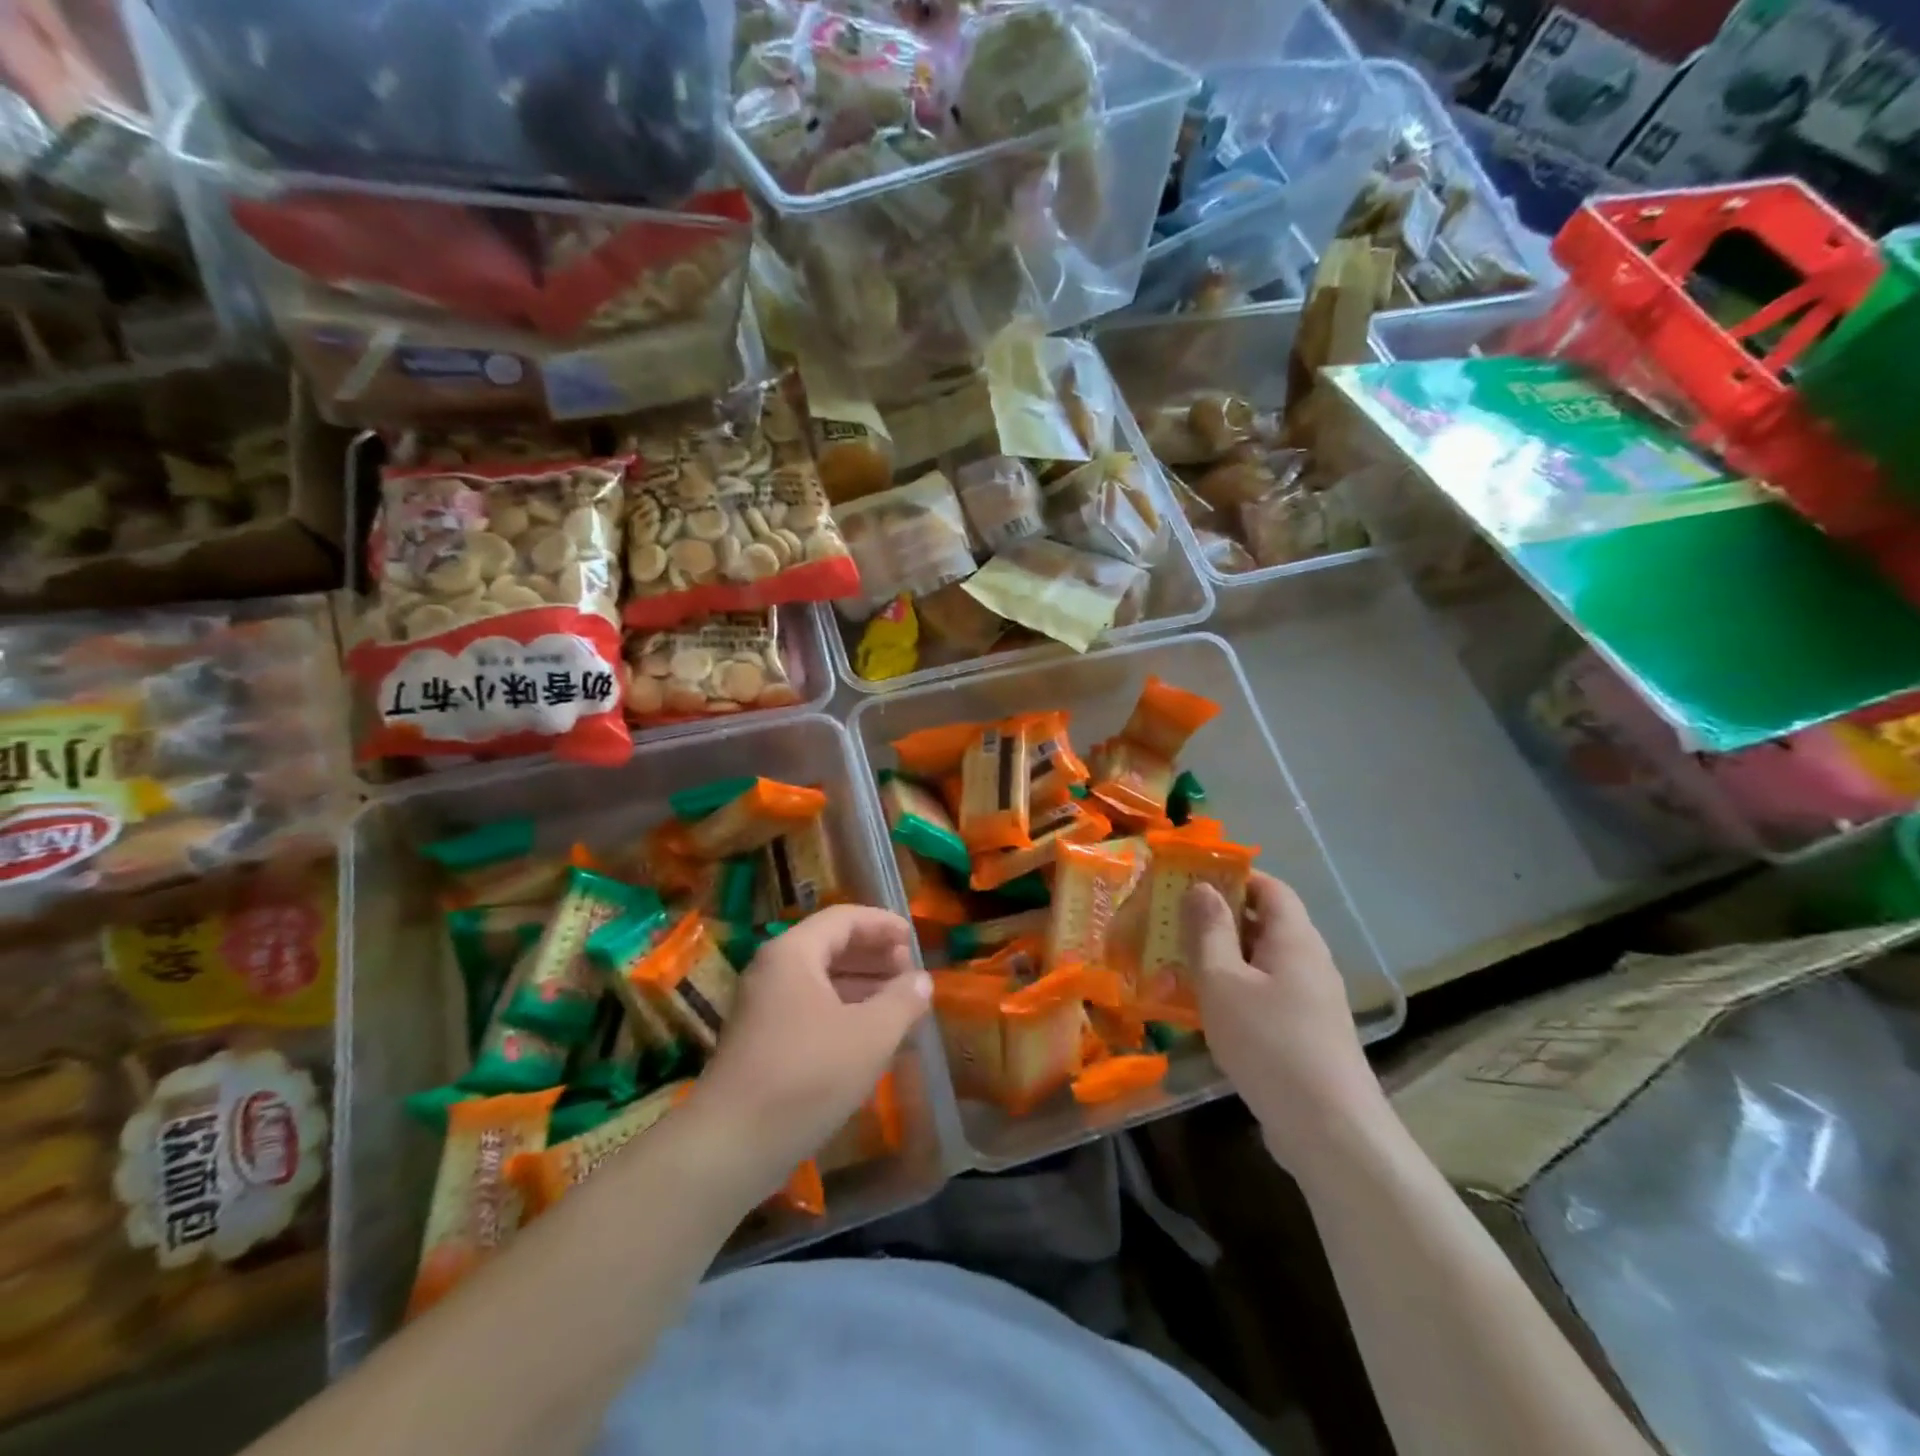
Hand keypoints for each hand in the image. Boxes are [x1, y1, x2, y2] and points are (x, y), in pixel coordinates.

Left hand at [695, 906, 929, 1178]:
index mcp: (793, 954)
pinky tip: (868, 1035)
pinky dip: (842, 1011)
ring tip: (898, 1001)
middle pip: (829, 946)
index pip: (843, 919)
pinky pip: (808, 1008)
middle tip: (909, 970)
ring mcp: (761, 1007)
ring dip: (860, 985)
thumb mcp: (869, 1036)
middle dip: (873, 955)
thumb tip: (922, 980)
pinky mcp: (760, 1041)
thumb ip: (902, 1001)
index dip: (882, 924)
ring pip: (819, 980)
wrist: (730, 1146)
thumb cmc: (807, 1076)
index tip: (913, 936)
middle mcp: (772, 970)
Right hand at [1182, 874, 1385, 1173]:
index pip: (1269, 887)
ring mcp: (1310, 999)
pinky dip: (1233, 990)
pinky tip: (1203, 1009)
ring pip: (1260, 962)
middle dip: (1217, 919)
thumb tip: (1202, 887)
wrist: (1330, 1130)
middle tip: (1170, 922)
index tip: (1188, 880)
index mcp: (1294, 938)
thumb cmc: (1270, 1043)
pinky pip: (1264, 993)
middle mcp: (1308, 961)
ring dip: (1220, 957)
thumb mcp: (1224, 981)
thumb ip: (1209, 931)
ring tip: (1176, 964)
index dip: (1232, 877)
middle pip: (1263, 923)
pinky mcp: (1304, 1032)